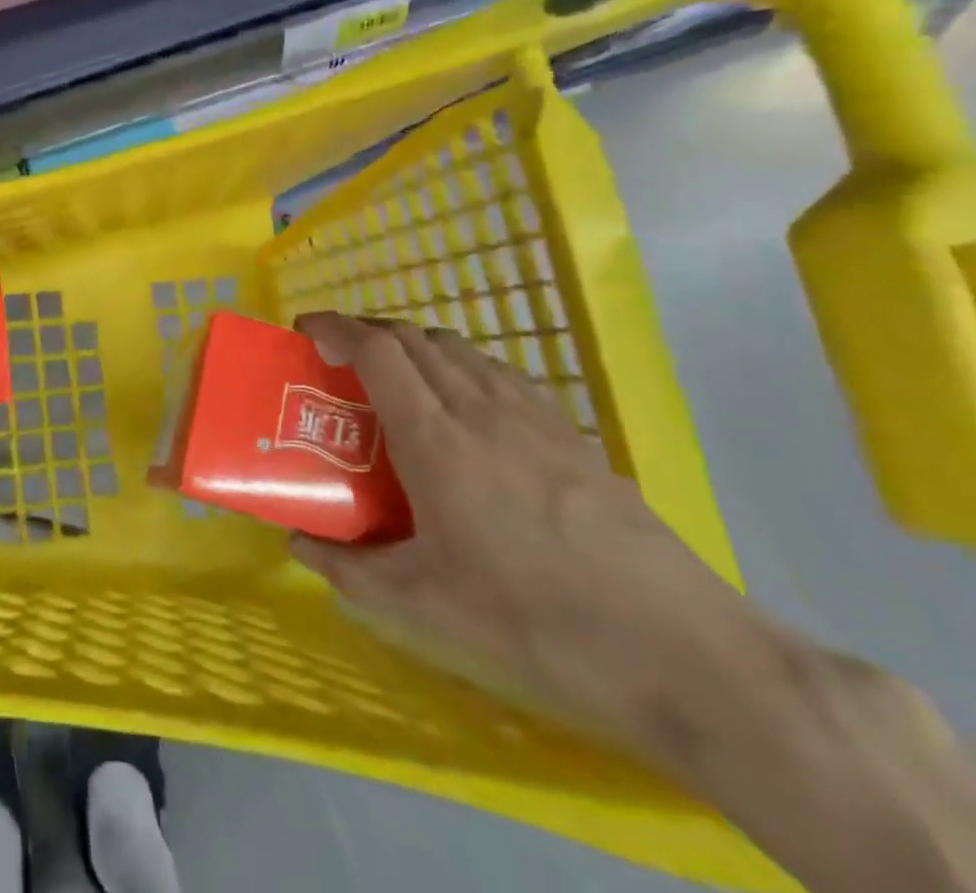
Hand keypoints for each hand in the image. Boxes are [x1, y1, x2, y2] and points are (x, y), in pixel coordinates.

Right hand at [286, 312, 772, 760]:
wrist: (679, 648)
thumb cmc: (533, 617)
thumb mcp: (423, 603)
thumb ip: (348, 568)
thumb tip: (297, 545)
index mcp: (434, 437)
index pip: (376, 349)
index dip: (334, 326)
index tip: (306, 330)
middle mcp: (478, 407)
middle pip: (412, 335)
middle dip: (365, 331)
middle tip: (339, 357)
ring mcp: (530, 414)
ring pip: (457, 347)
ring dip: (413, 344)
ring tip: (395, 378)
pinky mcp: (569, 432)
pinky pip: (497, 371)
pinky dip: (460, 365)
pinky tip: (464, 406)